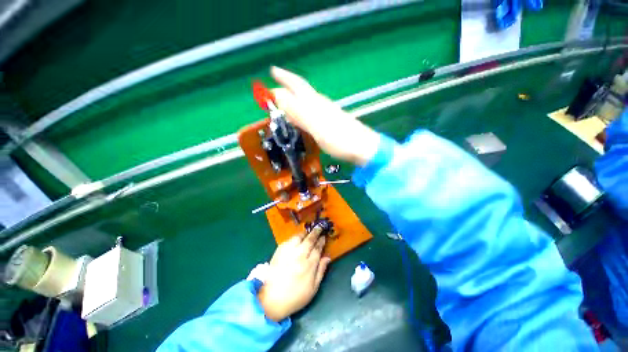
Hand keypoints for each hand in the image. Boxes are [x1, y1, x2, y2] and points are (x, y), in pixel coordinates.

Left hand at [257, 226, 330, 321]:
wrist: (271, 300)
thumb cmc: (296, 296)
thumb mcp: (313, 288)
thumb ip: (321, 270)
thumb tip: (327, 257)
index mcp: (309, 265)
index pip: (318, 248)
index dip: (321, 241)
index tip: (324, 236)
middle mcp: (299, 255)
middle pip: (310, 239)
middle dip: (316, 232)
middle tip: (319, 227)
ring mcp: (288, 252)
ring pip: (299, 237)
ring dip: (305, 233)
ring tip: (309, 232)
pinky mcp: (279, 251)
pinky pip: (289, 240)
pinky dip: (295, 238)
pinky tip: (297, 239)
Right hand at [271, 67, 380, 165]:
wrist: (362, 147)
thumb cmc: (339, 138)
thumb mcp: (315, 125)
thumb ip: (298, 111)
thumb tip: (278, 95)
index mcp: (315, 103)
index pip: (297, 85)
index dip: (284, 77)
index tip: (272, 71)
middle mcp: (321, 103)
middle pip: (302, 90)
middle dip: (288, 85)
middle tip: (276, 83)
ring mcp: (327, 112)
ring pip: (307, 100)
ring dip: (294, 97)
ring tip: (284, 100)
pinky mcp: (331, 121)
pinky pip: (312, 111)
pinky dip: (302, 110)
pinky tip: (301, 116)